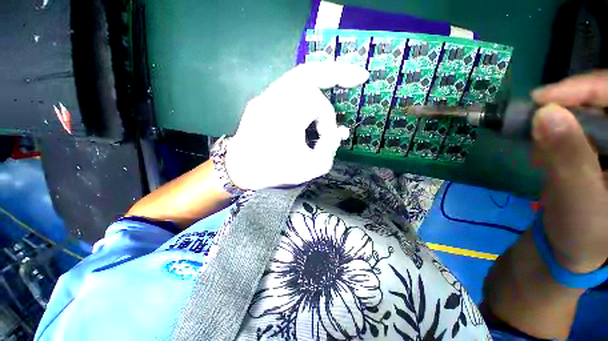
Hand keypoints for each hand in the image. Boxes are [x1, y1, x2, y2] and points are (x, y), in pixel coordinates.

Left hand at [225, 62, 368, 189]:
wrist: (240, 170)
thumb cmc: (273, 171)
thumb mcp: (309, 169)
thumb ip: (329, 150)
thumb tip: (338, 132)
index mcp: (284, 114)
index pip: (318, 105)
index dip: (328, 121)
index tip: (327, 138)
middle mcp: (274, 98)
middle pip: (309, 72)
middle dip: (337, 72)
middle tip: (359, 76)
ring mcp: (266, 96)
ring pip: (299, 75)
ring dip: (323, 77)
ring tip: (342, 79)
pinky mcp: (263, 99)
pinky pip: (289, 86)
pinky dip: (308, 86)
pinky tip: (316, 96)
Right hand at [532, 71, 607, 272]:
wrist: (574, 245)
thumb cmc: (582, 232)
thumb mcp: (578, 199)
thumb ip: (567, 156)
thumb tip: (545, 112)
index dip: (588, 88)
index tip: (545, 98)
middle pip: (606, 100)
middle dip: (569, 108)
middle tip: (537, 125)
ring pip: (591, 111)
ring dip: (560, 124)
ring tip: (540, 150)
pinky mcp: (601, 147)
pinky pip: (581, 125)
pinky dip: (558, 133)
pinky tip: (546, 152)